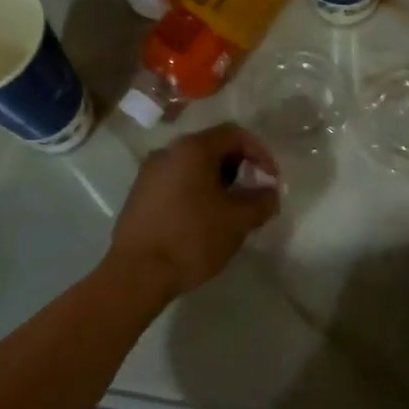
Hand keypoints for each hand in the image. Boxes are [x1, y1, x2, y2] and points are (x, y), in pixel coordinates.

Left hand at [106, 123, 280, 298]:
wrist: (136, 274)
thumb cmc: (191, 239)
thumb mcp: (237, 221)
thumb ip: (261, 201)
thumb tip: (269, 193)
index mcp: (192, 149)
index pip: (235, 134)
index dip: (260, 153)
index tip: (272, 180)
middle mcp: (168, 152)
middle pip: (212, 147)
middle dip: (239, 167)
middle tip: (252, 195)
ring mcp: (149, 173)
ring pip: (193, 166)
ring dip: (217, 181)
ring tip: (229, 210)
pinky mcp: (139, 195)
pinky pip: (176, 182)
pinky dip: (196, 192)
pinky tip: (202, 220)